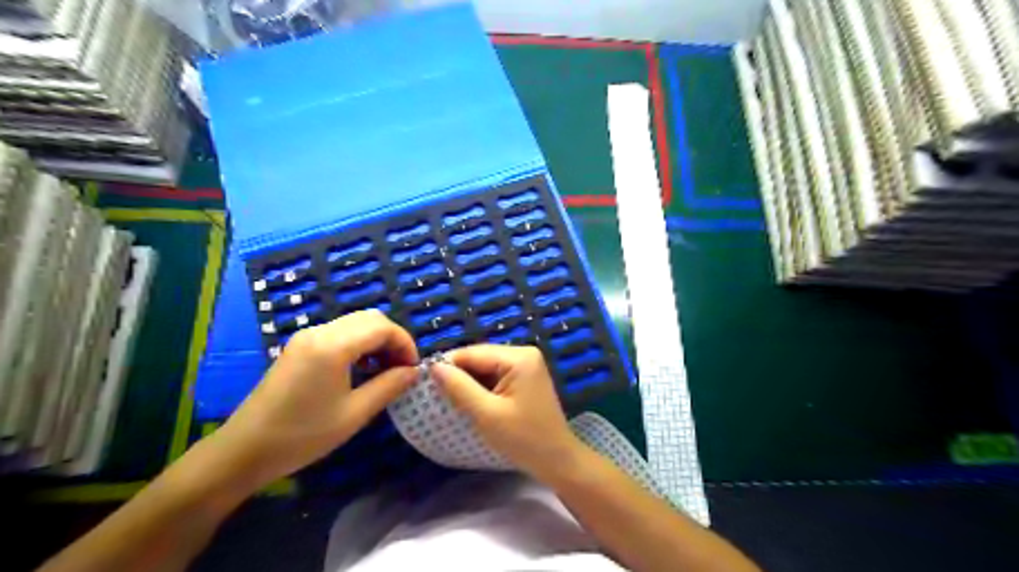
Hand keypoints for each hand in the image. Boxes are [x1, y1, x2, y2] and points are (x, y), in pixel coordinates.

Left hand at [210, 310, 416, 488]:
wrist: (243, 451)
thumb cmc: (302, 436)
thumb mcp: (354, 414)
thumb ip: (389, 386)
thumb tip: (414, 372)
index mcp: (333, 346)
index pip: (383, 327)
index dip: (405, 343)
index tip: (414, 369)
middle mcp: (319, 332)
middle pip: (370, 318)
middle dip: (393, 339)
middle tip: (402, 368)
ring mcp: (306, 337)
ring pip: (355, 323)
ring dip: (377, 340)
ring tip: (385, 371)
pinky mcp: (299, 347)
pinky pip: (339, 333)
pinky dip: (359, 343)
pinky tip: (362, 369)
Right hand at [428, 345, 579, 483]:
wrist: (556, 460)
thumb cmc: (523, 439)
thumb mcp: (486, 414)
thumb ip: (459, 387)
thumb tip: (434, 367)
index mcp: (518, 357)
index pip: (473, 353)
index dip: (448, 365)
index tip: (425, 383)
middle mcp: (524, 353)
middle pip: (480, 357)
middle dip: (459, 374)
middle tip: (437, 394)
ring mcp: (527, 364)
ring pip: (486, 366)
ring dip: (470, 382)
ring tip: (451, 399)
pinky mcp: (526, 377)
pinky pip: (496, 375)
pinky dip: (482, 387)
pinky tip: (472, 401)